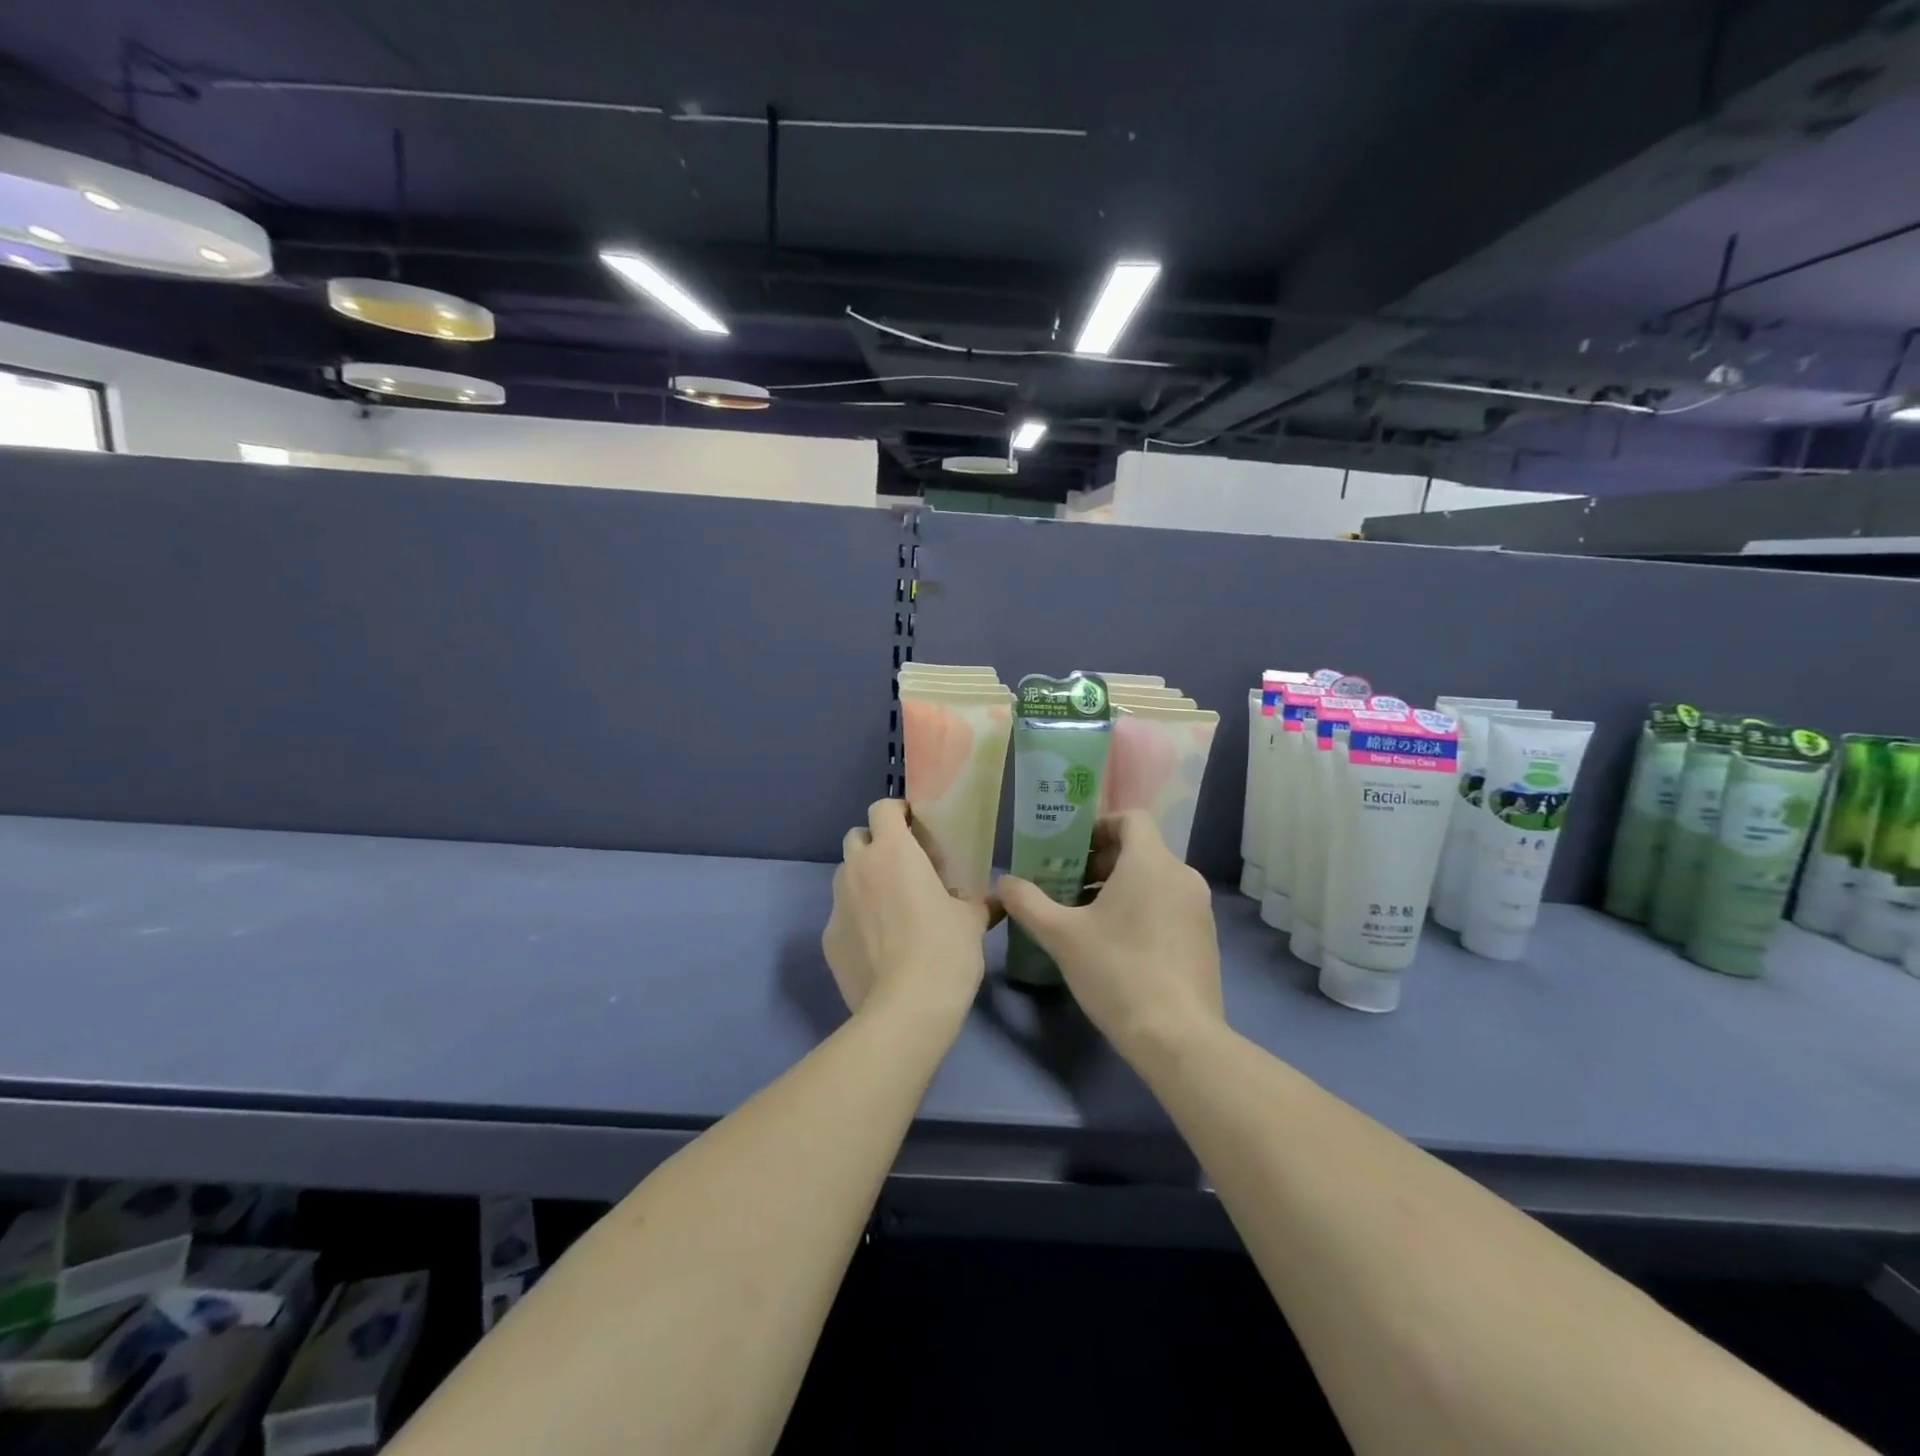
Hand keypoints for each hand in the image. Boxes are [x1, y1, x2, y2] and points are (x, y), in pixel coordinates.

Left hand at [822, 799, 988, 1023]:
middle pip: (857, 837)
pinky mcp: (828, 938)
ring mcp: (837, 904)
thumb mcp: (972, 920)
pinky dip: (857, 918)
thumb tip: (994, 898)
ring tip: (891, 906)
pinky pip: (841, 915)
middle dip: (877, 844)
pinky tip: (879, 944)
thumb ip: (977, 901)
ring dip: (865, 879)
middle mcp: (858, 869)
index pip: (882, 809)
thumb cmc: (945, 950)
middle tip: (904, 866)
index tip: (916, 827)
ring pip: (846, 875)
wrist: (906, 1009)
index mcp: (893, 852)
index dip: (898, 812)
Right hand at [996, 811, 1223, 1059]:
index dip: (1099, 827)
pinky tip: (1117, 944)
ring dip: (1119, 887)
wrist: (1178, 1038)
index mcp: (1151, 863)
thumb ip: (1028, 903)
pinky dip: (1142, 908)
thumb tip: (1004, 882)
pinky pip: (1169, 904)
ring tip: (1086, 917)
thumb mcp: (1061, 936)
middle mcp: (1182, 876)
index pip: (1131, 818)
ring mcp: (1199, 908)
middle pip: (1140, 850)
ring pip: (1154, 879)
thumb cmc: (1117, 972)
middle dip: (1101, 862)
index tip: (1071, 850)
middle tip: (1067, 886)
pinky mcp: (1205, 937)